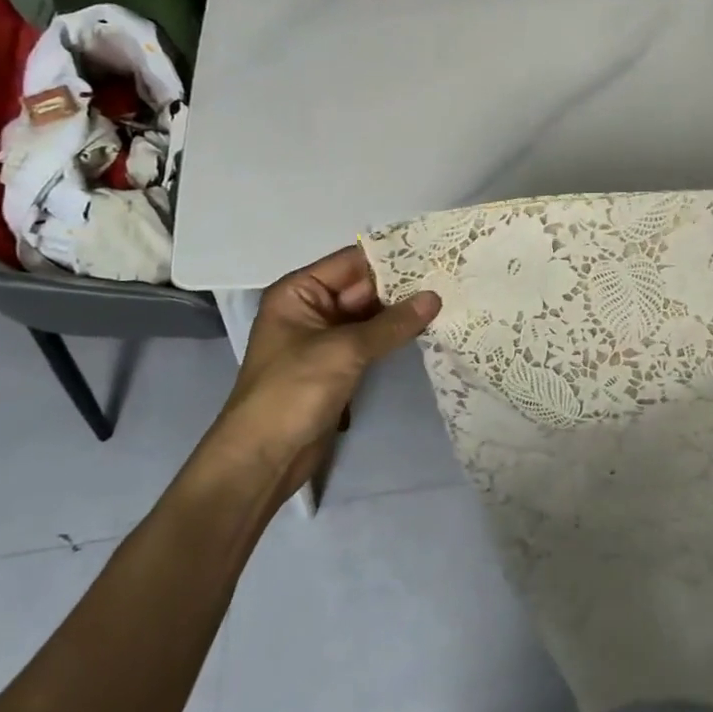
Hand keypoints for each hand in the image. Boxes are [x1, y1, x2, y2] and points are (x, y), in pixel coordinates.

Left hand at [214, 247, 439, 490]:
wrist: (262, 460)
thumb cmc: (292, 392)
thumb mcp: (344, 350)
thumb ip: (392, 323)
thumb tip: (435, 297)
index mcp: (299, 291)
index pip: (352, 262)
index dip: (392, 257)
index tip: (435, 251)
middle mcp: (311, 307)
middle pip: (364, 286)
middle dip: (404, 284)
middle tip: (450, 274)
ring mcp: (325, 338)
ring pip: (371, 314)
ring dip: (403, 310)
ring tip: (448, 296)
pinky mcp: (338, 364)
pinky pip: (372, 339)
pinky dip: (396, 334)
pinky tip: (429, 326)